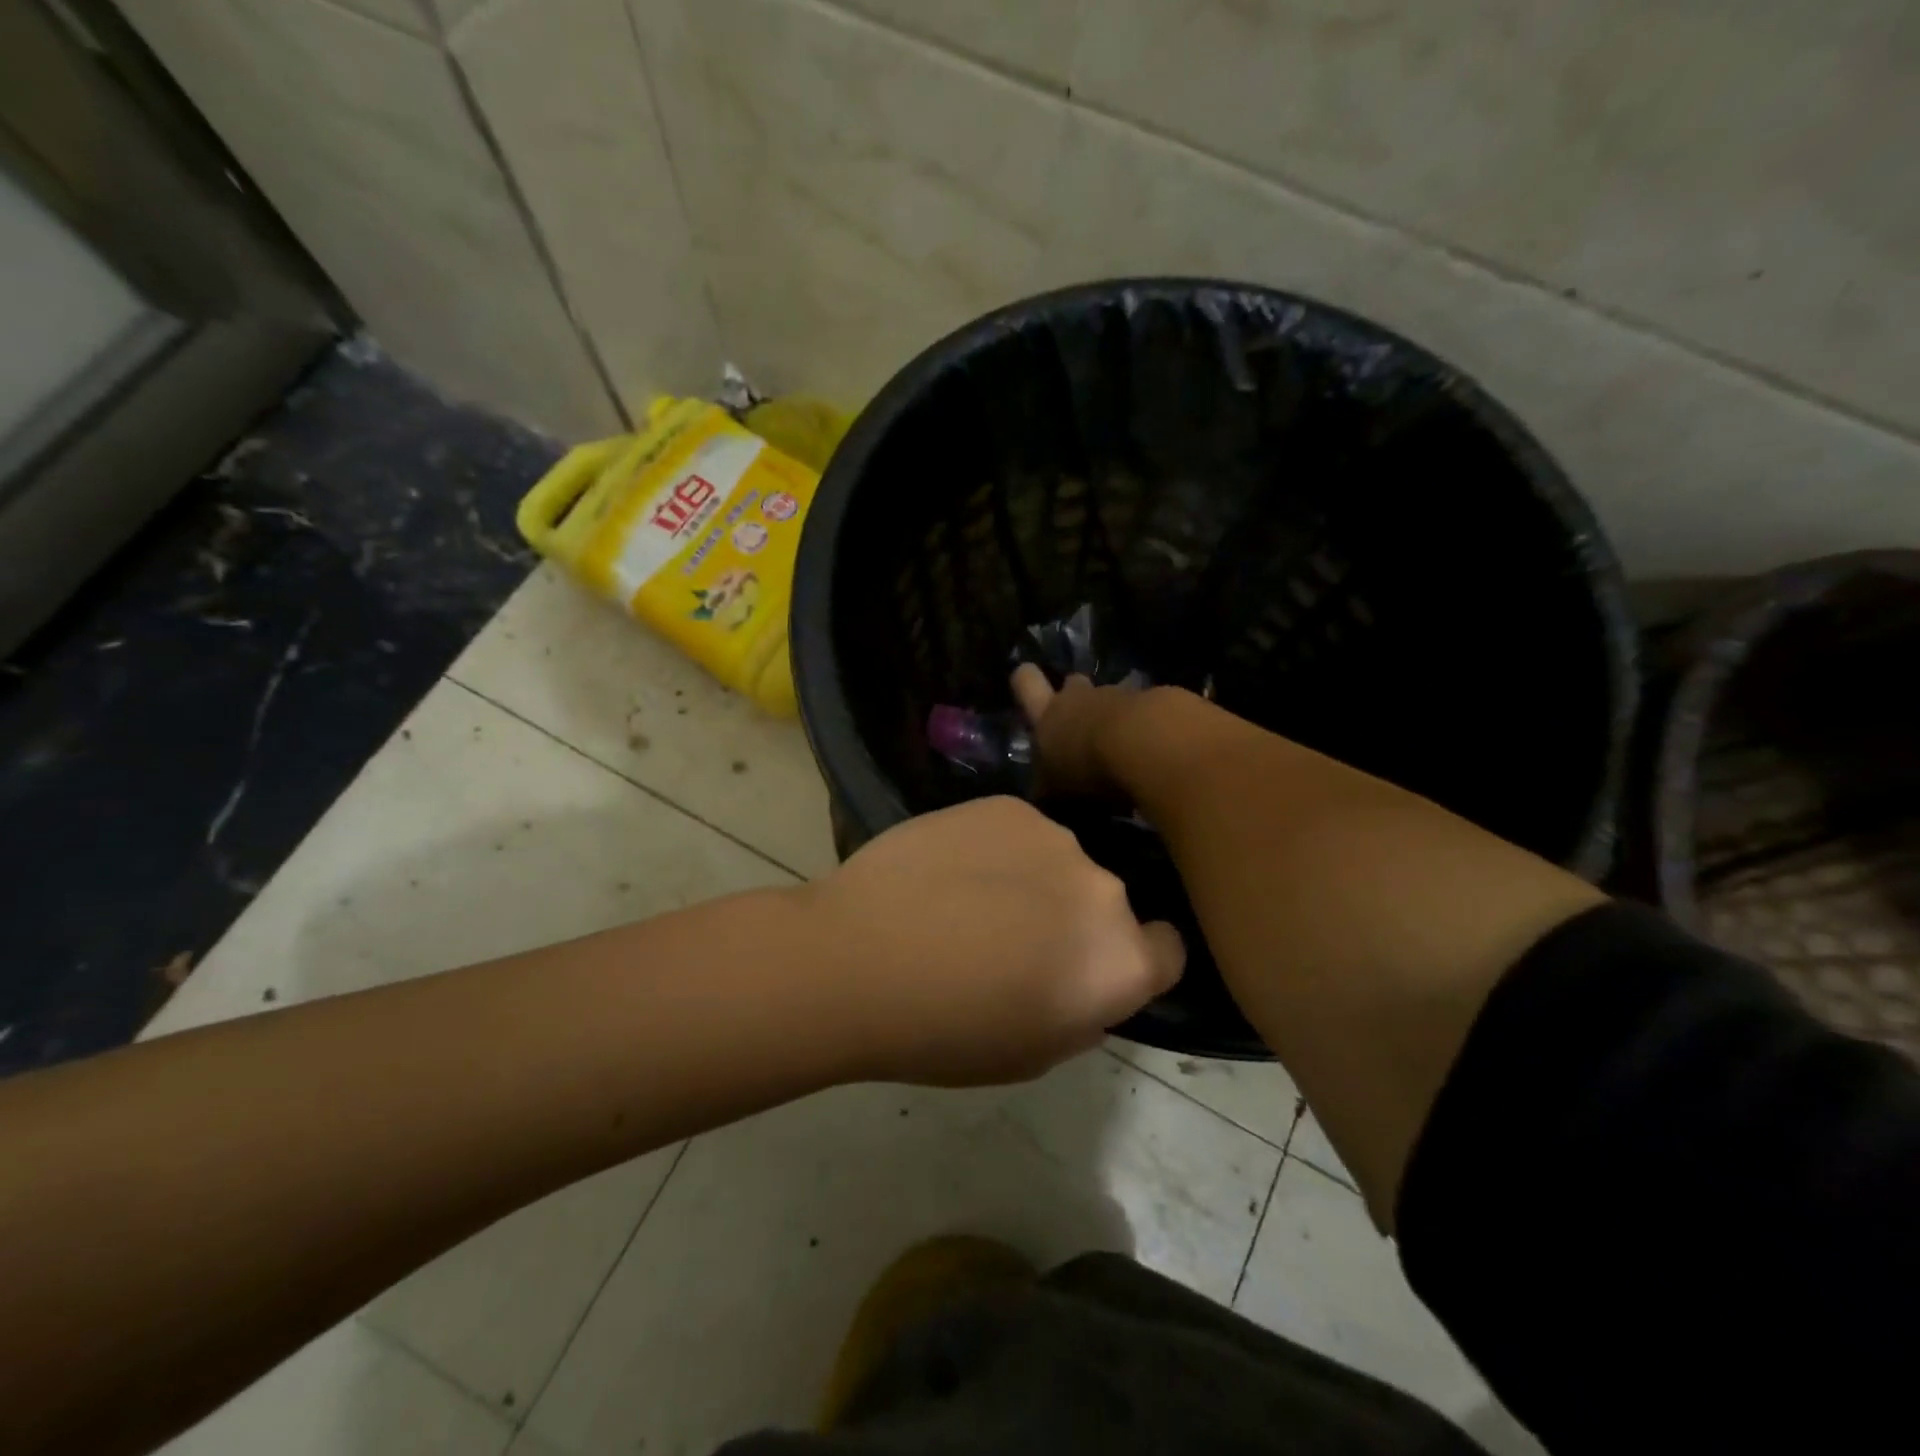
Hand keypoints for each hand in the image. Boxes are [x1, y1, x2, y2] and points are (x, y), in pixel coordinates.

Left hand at [807, 796, 1183, 1086]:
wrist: (858, 958)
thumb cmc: (942, 1031)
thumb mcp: (1031, 1055)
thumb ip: (1082, 1014)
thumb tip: (1088, 982)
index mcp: (1120, 962)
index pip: (1169, 950)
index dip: (1137, 960)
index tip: (1093, 966)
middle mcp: (1104, 890)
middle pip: (1109, 903)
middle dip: (1077, 919)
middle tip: (1015, 938)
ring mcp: (1055, 837)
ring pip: (1062, 861)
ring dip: (1036, 878)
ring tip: (971, 898)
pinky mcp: (1007, 805)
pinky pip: (1021, 830)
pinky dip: (997, 847)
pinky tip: (949, 868)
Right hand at [1011, 663, 1150, 797]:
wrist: (1148, 746)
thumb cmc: (1088, 769)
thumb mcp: (1055, 789)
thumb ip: (1049, 785)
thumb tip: (1043, 790)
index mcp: (1048, 715)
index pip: (1025, 682)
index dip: (1025, 679)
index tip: (1028, 679)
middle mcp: (1081, 697)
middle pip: (1074, 684)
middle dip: (1076, 698)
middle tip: (1082, 725)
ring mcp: (1122, 695)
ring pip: (1113, 699)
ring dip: (1115, 718)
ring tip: (1123, 749)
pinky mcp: (1158, 702)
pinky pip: (1147, 712)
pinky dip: (1149, 727)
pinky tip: (1155, 752)